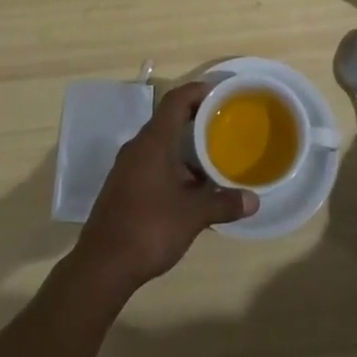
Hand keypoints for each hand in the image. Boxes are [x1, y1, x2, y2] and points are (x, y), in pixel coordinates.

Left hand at [74, 82, 256, 293]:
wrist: (103, 265)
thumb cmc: (150, 228)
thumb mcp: (193, 215)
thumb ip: (224, 204)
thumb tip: (254, 201)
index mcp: (153, 142)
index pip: (175, 101)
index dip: (196, 91)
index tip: (218, 93)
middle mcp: (137, 148)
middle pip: (168, 121)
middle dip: (195, 121)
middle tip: (222, 126)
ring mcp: (126, 168)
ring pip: (160, 146)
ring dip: (184, 149)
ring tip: (212, 161)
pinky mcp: (122, 187)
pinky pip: (151, 164)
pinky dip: (172, 167)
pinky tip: (190, 190)